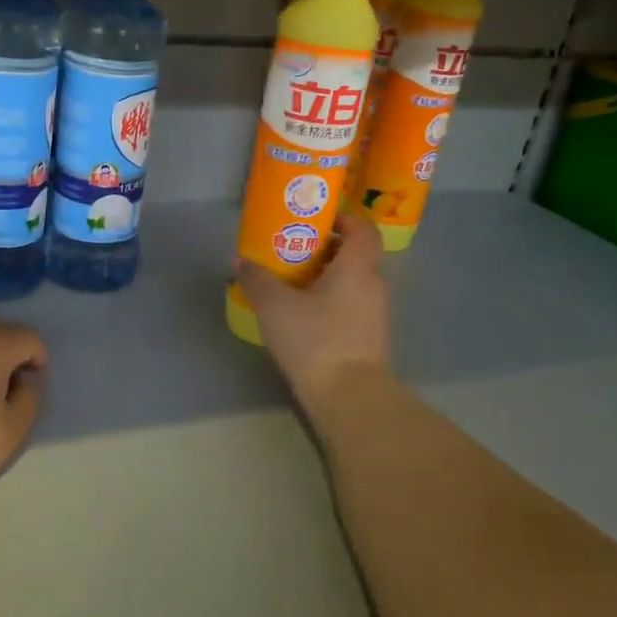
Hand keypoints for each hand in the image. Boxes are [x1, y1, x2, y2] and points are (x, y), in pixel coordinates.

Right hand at [236, 213, 390, 409]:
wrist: (349, 396)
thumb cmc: (315, 339)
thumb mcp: (275, 306)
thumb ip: (257, 279)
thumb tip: (241, 260)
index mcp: (357, 267)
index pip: (363, 229)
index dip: (343, 219)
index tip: (316, 222)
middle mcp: (373, 285)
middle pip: (356, 256)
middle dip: (326, 251)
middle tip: (293, 253)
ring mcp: (375, 314)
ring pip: (353, 283)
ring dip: (327, 279)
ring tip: (292, 286)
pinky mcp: (369, 339)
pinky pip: (351, 308)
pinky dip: (331, 304)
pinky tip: (303, 317)